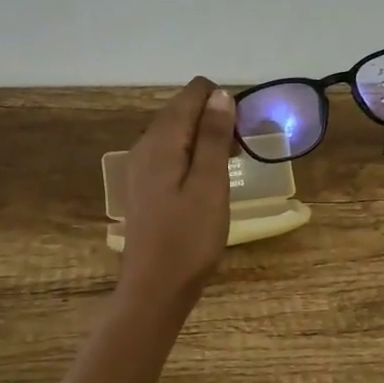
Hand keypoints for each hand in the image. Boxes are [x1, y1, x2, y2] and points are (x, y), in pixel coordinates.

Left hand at [117, 78, 234, 312]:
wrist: (154, 290)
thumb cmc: (188, 238)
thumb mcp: (209, 184)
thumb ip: (213, 136)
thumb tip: (220, 94)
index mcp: (162, 139)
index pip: (193, 93)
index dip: (222, 102)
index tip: (242, 133)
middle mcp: (146, 144)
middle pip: (184, 110)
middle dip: (216, 120)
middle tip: (240, 154)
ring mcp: (141, 166)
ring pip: (179, 133)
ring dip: (207, 140)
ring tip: (230, 169)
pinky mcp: (145, 185)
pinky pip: (172, 154)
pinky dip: (194, 157)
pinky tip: (208, 183)